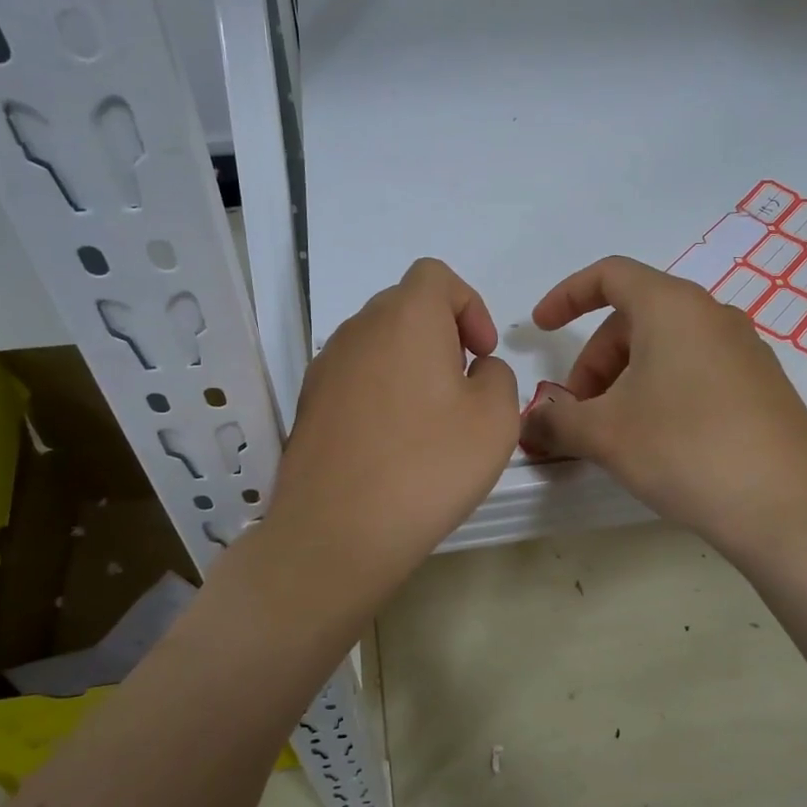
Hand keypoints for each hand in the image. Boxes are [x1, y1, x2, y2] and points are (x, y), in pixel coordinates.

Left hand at [263, 259, 517, 610]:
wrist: (337, 531)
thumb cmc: (428, 466)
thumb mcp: (496, 419)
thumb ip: (497, 377)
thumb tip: (474, 371)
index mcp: (406, 318)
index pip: (435, 276)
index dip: (469, 305)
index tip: (482, 353)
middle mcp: (358, 329)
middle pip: (404, 306)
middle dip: (441, 334)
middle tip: (462, 385)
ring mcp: (325, 366)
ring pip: (377, 342)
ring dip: (409, 363)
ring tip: (429, 418)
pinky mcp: (308, 404)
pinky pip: (354, 377)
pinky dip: (380, 391)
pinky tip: (392, 442)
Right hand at [522, 256, 806, 557]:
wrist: (788, 508)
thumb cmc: (685, 450)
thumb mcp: (604, 434)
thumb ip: (556, 420)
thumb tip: (531, 422)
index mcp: (672, 307)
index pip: (608, 275)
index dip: (566, 296)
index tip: (541, 329)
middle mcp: (712, 315)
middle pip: (634, 318)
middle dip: (594, 361)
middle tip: (577, 412)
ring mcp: (744, 350)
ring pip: (665, 348)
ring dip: (625, 380)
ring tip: (614, 433)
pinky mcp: (762, 386)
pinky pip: (695, 370)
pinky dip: (660, 391)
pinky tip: (658, 442)